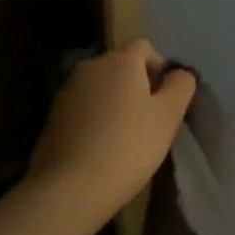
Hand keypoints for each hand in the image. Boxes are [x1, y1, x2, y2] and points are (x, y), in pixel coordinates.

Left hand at [28, 41, 195, 221]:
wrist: (70, 187)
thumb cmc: (128, 146)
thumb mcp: (168, 116)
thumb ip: (181, 86)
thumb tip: (179, 73)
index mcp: (119, 61)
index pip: (144, 47)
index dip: (160, 67)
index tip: (166, 100)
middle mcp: (90, 67)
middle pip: (121, 66)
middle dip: (138, 86)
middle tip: (151, 120)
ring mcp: (67, 91)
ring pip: (102, 88)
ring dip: (116, 103)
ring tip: (126, 137)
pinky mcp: (53, 116)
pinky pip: (85, 108)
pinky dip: (97, 119)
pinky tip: (103, 148)